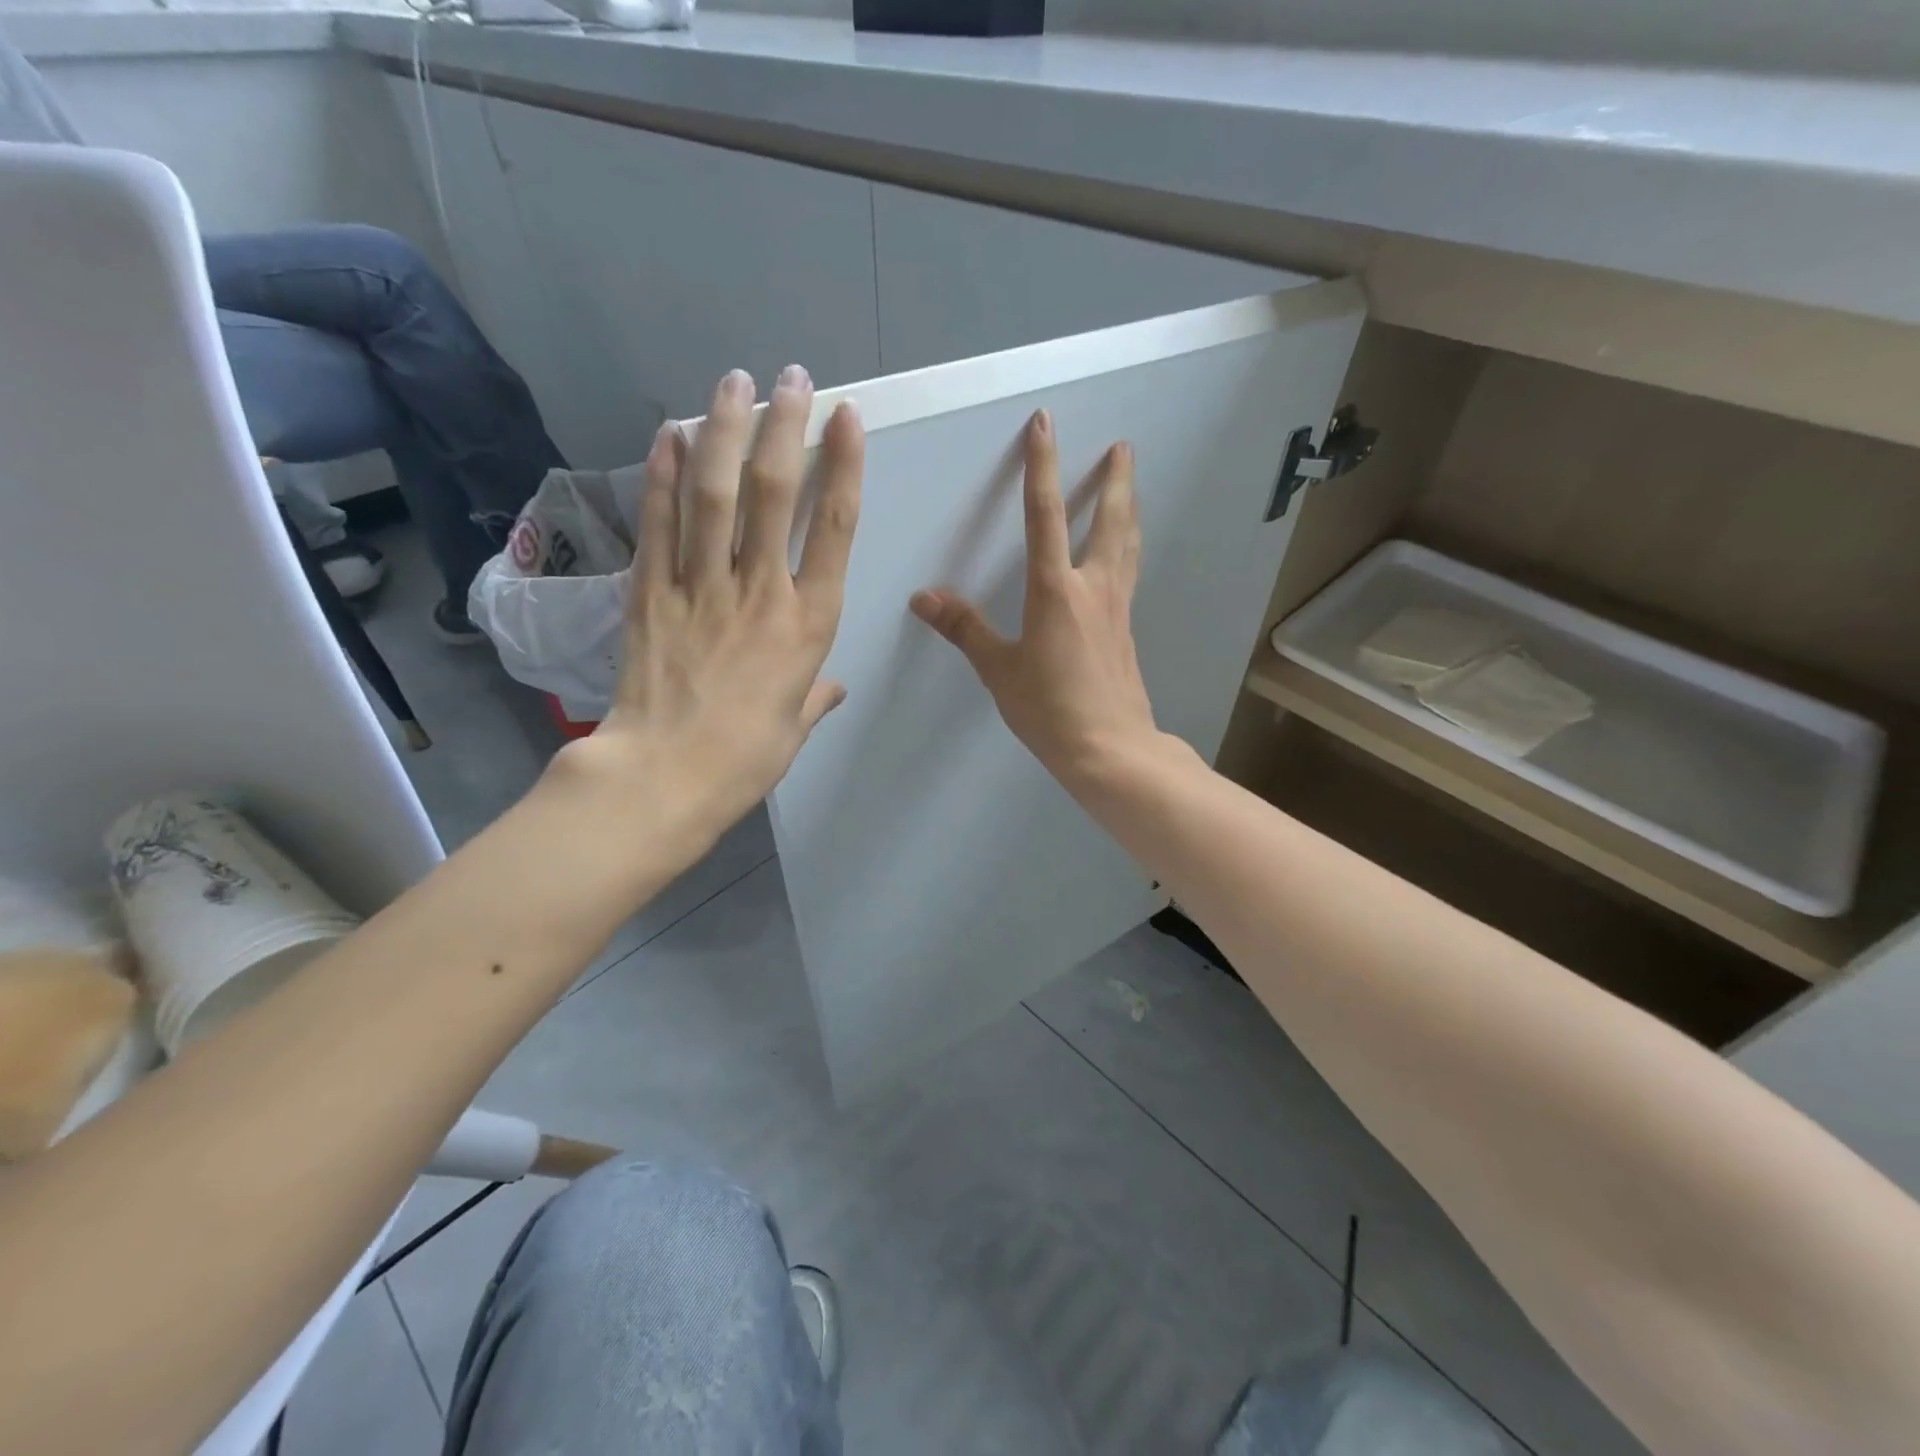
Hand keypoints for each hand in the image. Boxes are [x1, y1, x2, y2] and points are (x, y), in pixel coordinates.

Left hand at [555, 365, 863, 850]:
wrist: (663, 776)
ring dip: (727, 431)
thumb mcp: (795, 728)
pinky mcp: (651, 590)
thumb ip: (815, 697)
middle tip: (792, 379)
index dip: (844, 467)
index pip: (836, 530)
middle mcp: (761, 591)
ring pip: (717, 493)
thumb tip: (831, 688)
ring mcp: (702, 585)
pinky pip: (661, 521)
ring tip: (734, 381)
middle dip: (787, 427)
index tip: (847, 419)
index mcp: (809, 625)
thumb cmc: (745, 758)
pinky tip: (671, 434)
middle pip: (777, 493)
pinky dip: (665, 474)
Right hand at [911, 409, 1157, 785]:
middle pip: (1110, 521)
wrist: (1110, 749)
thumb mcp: (998, 669)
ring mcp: (1117, 609)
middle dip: (1115, 481)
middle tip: (1123, 447)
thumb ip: (964, 629)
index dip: (1042, 466)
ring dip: (1128, 511)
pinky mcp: (1126, 631)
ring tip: (1131, 488)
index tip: (1046, 424)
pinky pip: (1128, 575)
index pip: (1044, 515)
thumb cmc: (1049, 709)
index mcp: (1055, 590)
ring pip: (1127, 546)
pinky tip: (1124, 557)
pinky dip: (1128, 550)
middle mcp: (1093, 588)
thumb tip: (924, 598)